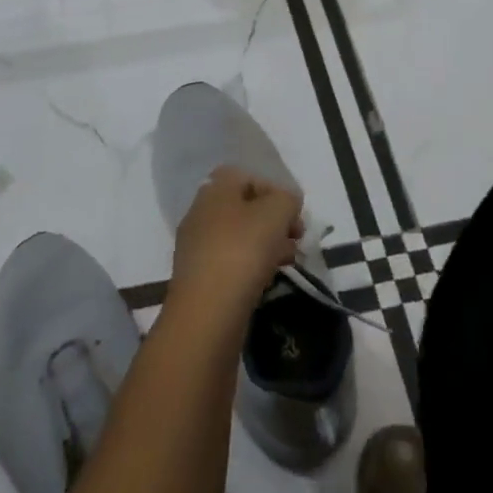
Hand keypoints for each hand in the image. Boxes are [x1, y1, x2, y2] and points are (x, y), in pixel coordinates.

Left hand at [169, 167, 304, 318]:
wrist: (206, 315)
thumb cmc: (242, 251)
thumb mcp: (276, 213)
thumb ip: (287, 199)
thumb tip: (287, 203)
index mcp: (215, 189)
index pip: (248, 177)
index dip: (274, 191)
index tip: (294, 216)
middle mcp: (201, 212)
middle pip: (244, 208)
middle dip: (273, 222)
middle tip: (296, 240)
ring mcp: (196, 247)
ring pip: (238, 237)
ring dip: (265, 246)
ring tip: (287, 263)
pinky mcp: (198, 279)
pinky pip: (230, 263)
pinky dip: (250, 268)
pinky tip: (266, 282)